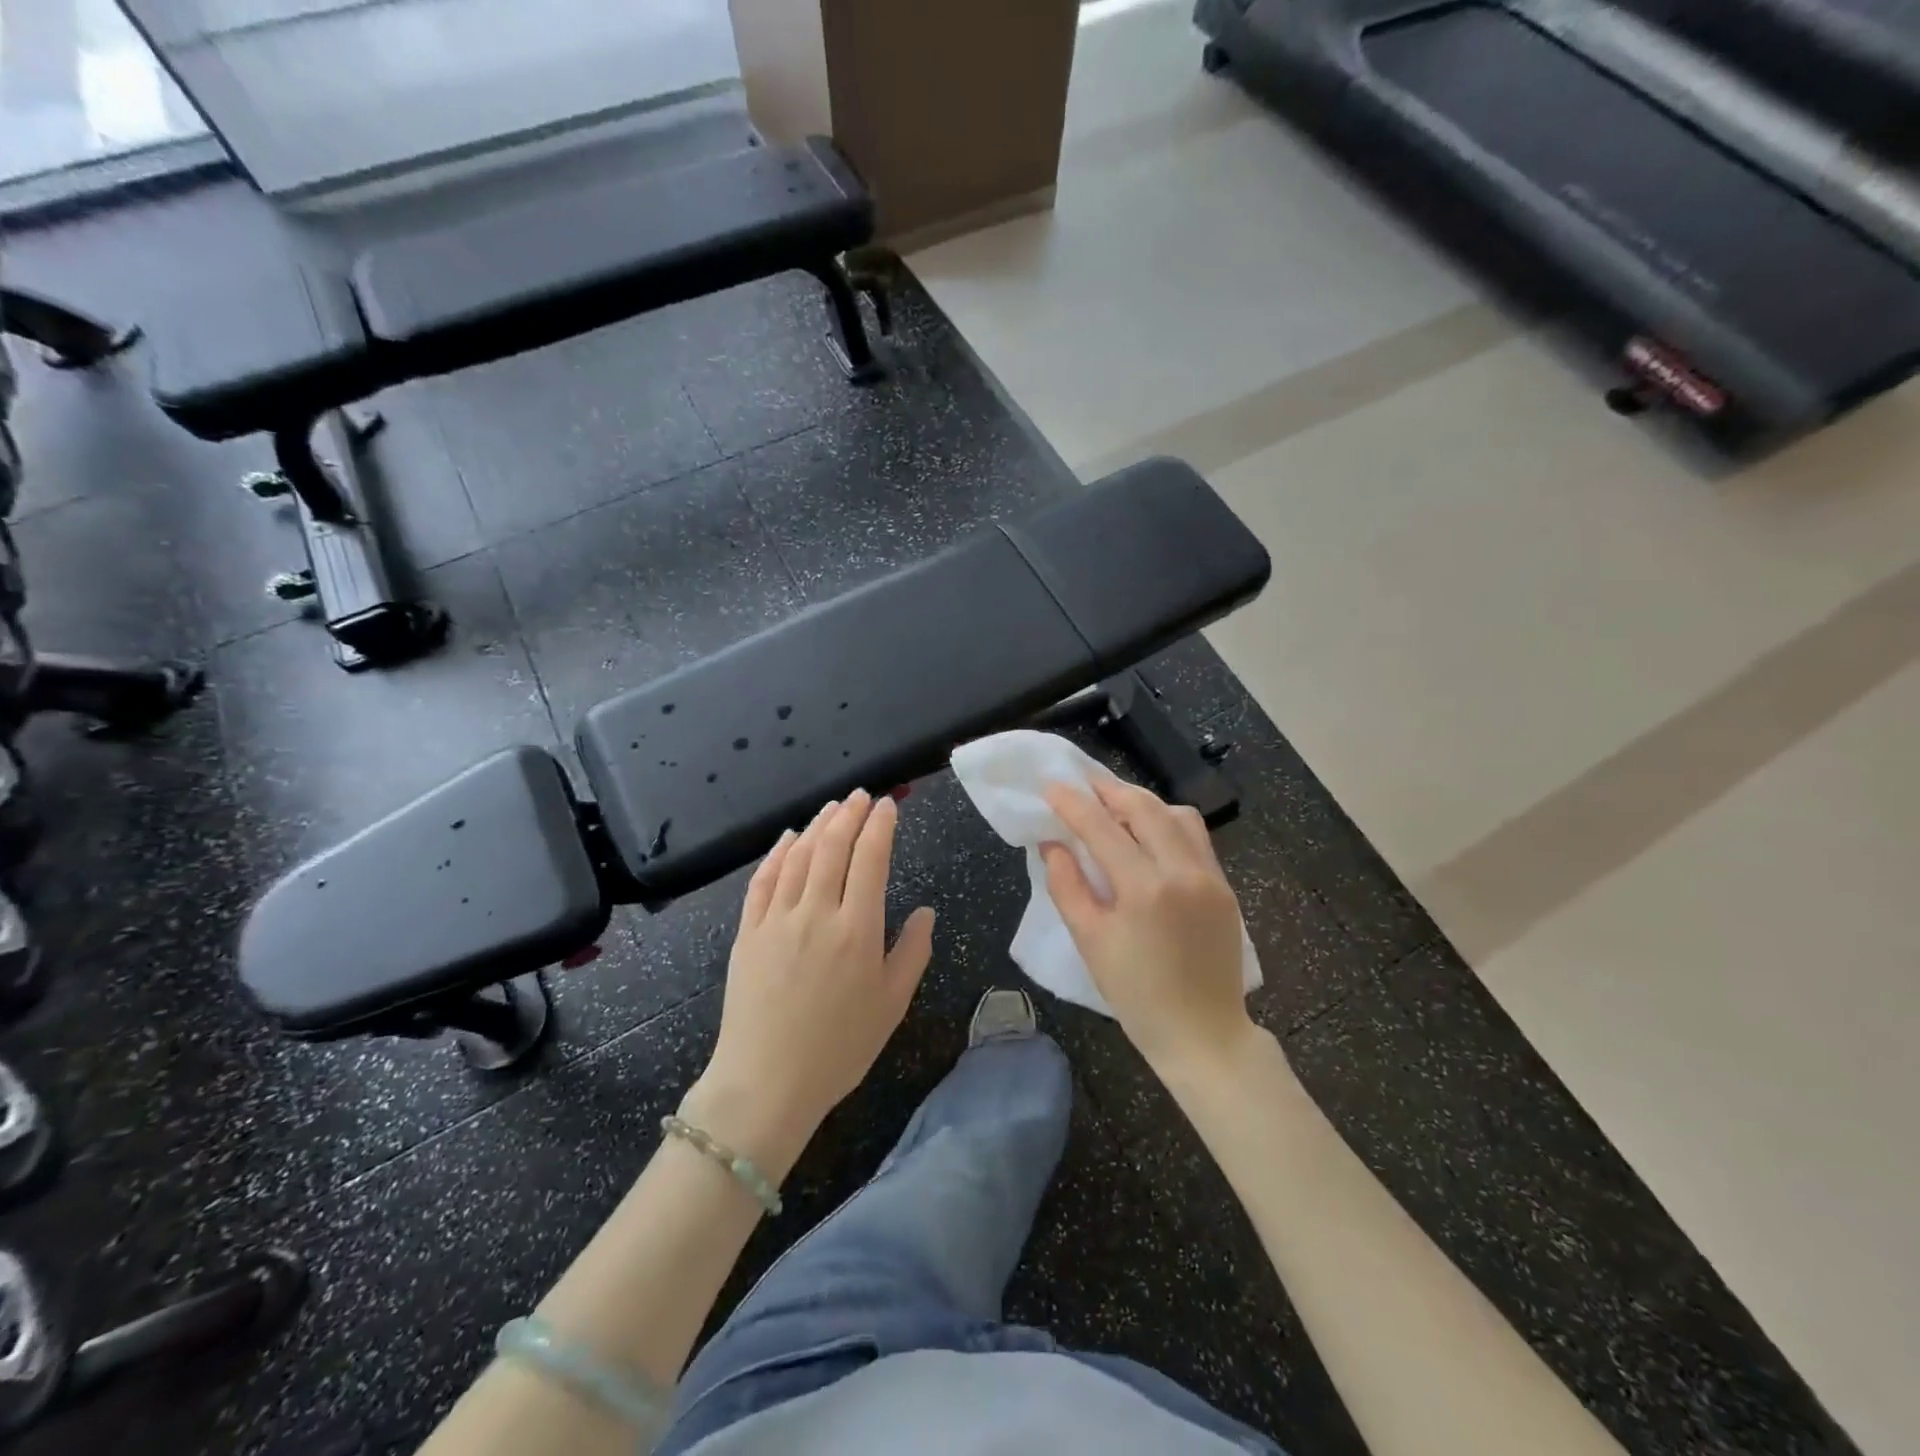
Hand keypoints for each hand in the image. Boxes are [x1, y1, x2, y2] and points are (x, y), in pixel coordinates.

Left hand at [686, 791, 935, 1177]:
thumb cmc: (839, 1047)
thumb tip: (927, 912)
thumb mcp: (892, 1004)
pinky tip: (787, 838)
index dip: (880, 826)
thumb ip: (913, 952)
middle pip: (833, 847)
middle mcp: (816, 912)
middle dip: (850, 814)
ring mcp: (777, 919)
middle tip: (862, 796)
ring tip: (832, 808)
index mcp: (857, 929)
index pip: (871, 859)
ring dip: (816, 825)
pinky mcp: (748, 932)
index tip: (888, 805)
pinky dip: (777, 853)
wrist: (766, 1083)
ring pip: (798, 856)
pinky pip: (763, 880)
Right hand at [1041, 779, 1255, 1075]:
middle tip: (1082, 786)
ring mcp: (1210, 876)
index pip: (1102, 827)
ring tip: (1115, 809)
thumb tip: (1052, 844)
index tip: (1051, 786)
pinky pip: (1195, 836)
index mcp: (1145, 888)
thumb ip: (1067, 886)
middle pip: (1144, 806)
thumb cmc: (1137, 995)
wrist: (1204, 1034)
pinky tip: (1148, 836)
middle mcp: (1183, 870)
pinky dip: (1167, 823)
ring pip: (1176, 814)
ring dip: (1142, 803)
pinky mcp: (1224, 886)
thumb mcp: (1089, 942)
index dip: (1072, 803)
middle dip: (1109, 790)